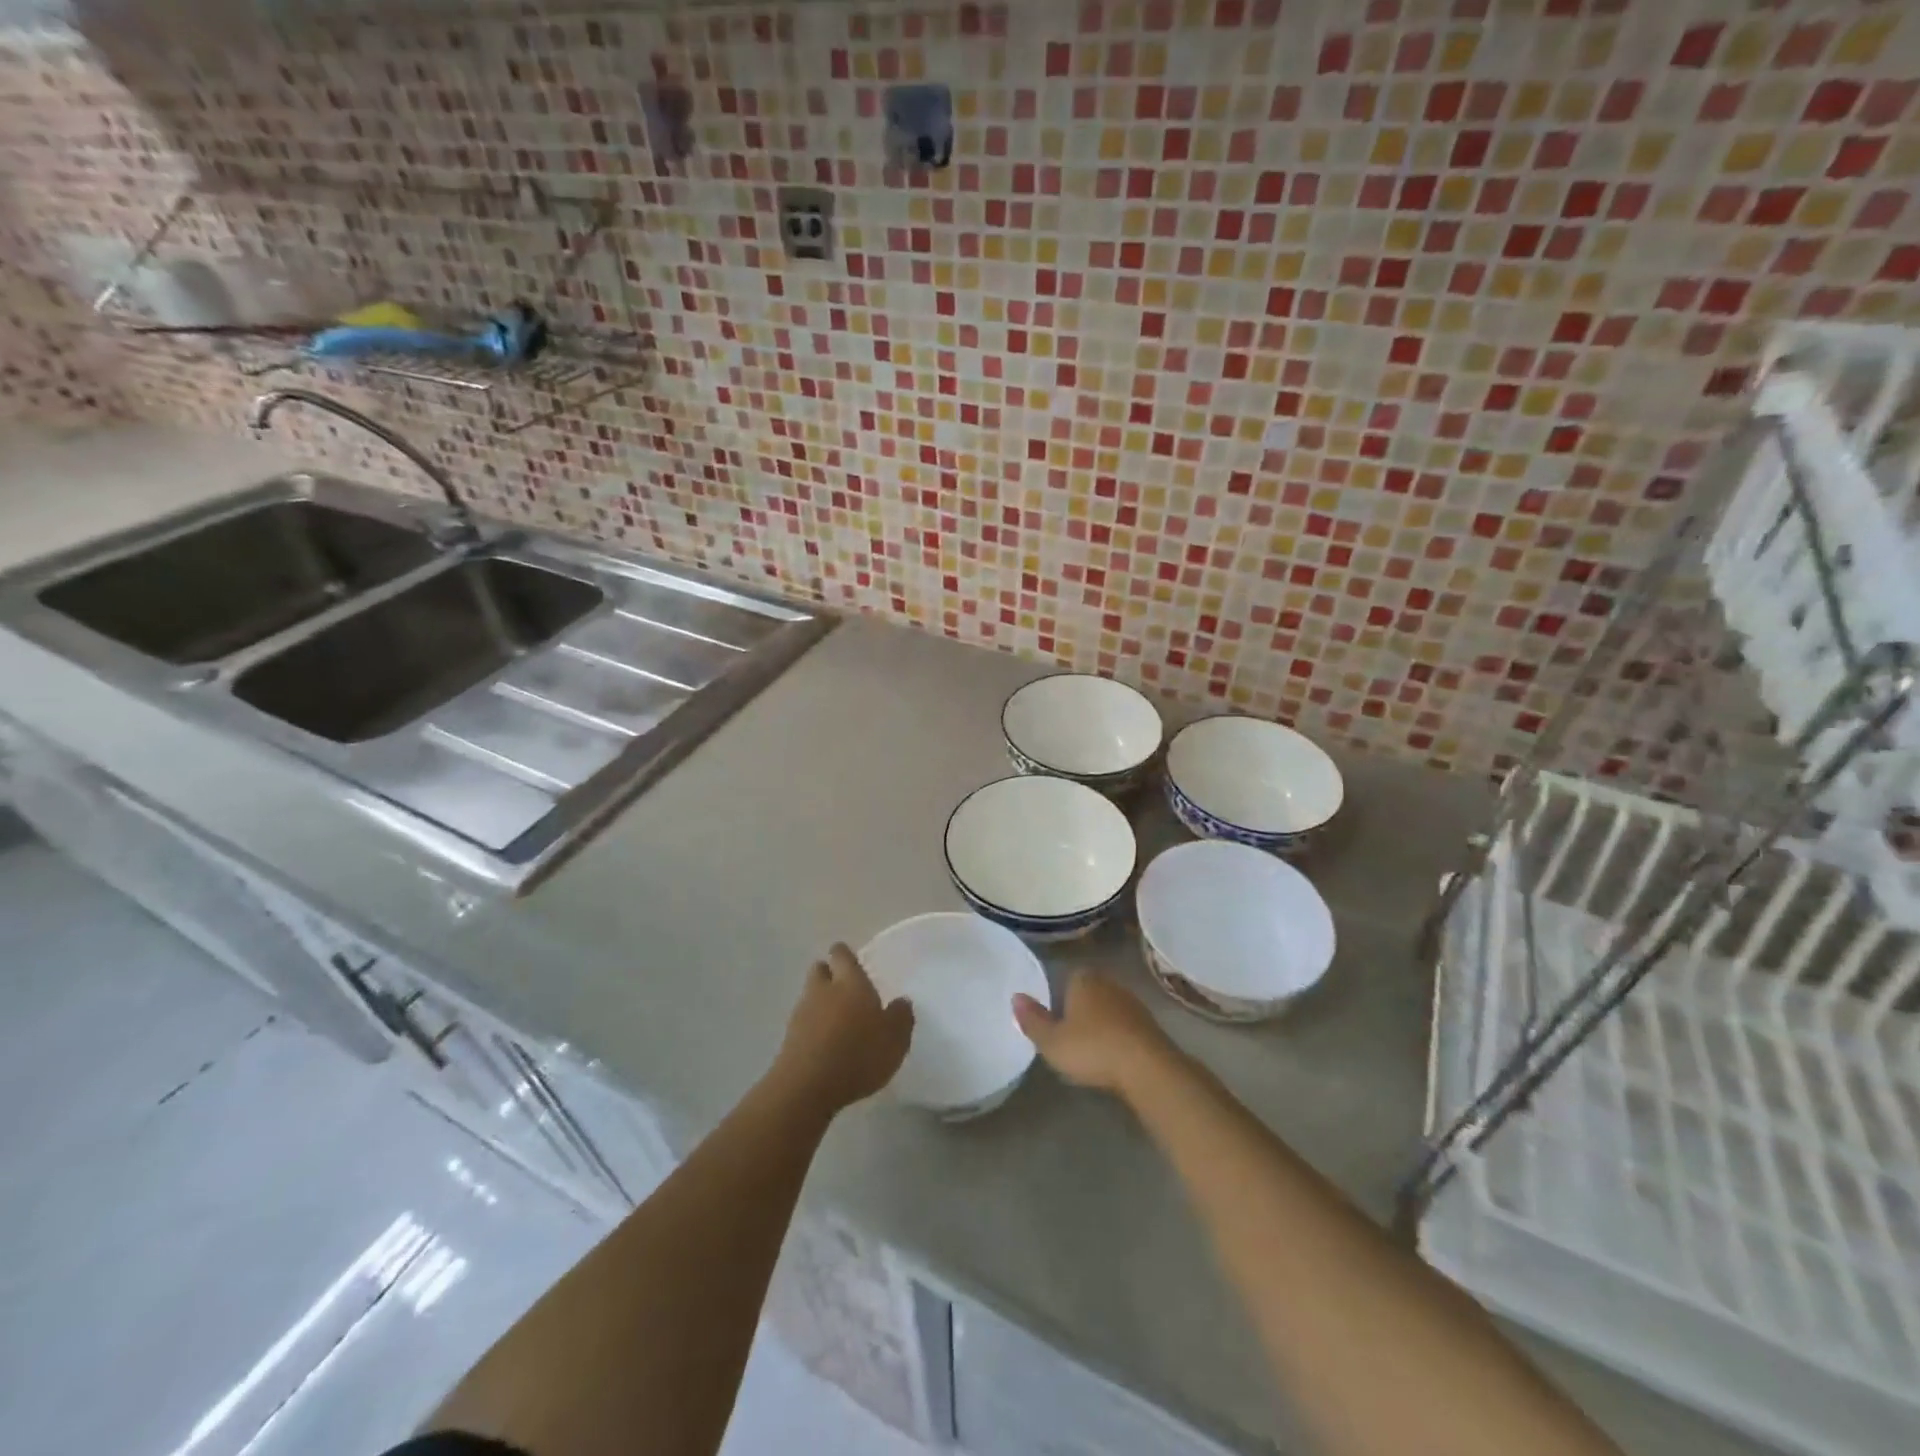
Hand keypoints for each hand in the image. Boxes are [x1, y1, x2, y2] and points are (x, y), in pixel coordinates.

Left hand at [771, 944, 914, 1114]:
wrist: (807, 1086)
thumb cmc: (858, 1054)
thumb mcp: (895, 1039)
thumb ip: (901, 1017)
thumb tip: (902, 1001)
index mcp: (851, 982)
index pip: (842, 955)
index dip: (845, 955)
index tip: (852, 961)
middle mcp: (823, 990)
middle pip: (820, 970)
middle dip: (829, 974)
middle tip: (844, 988)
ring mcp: (802, 1013)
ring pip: (810, 996)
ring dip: (820, 1003)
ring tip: (837, 1022)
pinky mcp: (789, 1038)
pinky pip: (803, 1023)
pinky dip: (812, 1028)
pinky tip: (825, 1046)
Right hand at [1013, 971, 1179, 1097]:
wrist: (1147, 1067)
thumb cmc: (1092, 1048)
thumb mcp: (1052, 1041)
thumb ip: (1032, 1019)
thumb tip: (1016, 996)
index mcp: (1083, 980)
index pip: (1067, 978)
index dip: (1059, 998)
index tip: (1055, 1020)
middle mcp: (1109, 983)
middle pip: (1089, 992)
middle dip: (1080, 1009)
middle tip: (1070, 1036)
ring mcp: (1132, 1002)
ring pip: (1109, 1008)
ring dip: (1101, 1023)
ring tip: (1091, 1049)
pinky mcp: (1150, 1024)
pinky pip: (1126, 1025)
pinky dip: (1118, 1036)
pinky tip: (1113, 1056)